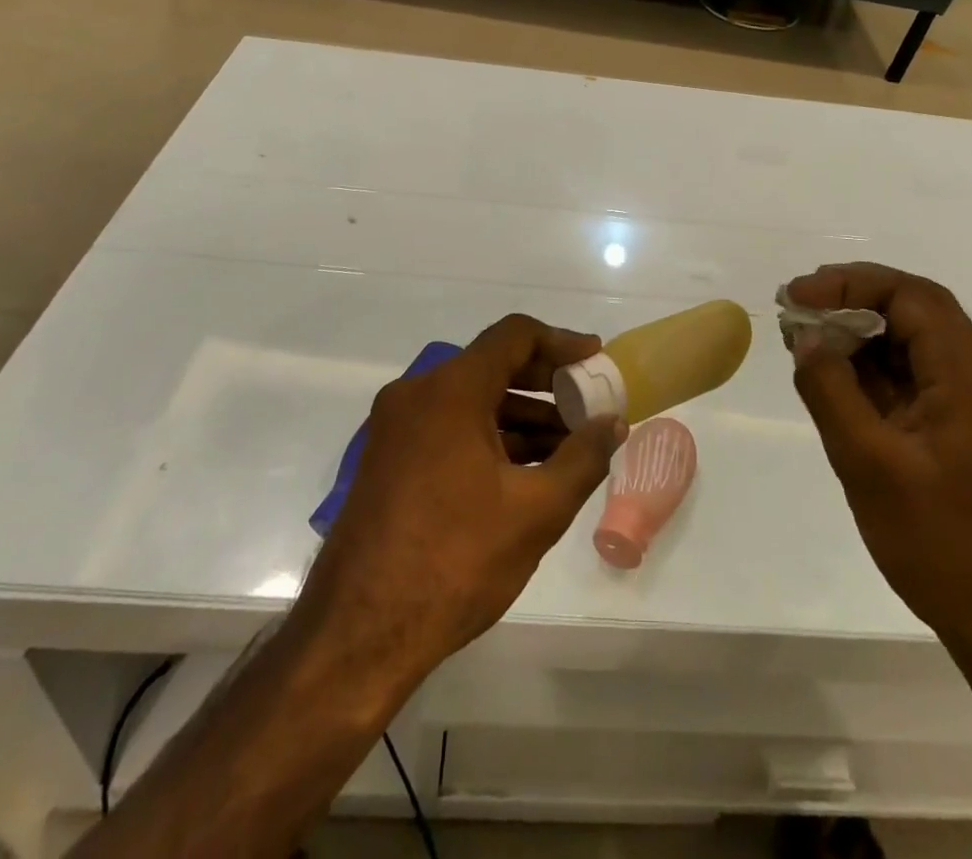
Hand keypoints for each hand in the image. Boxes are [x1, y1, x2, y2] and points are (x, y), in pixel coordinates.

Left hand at [298, 316, 627, 685]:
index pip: (514, 336)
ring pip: (470, 399)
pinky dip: (489, 436)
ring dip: (520, 414)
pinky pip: (448, 426)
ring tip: (567, 446)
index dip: (561, 342)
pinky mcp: (387, 459)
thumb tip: (614, 423)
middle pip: (491, 364)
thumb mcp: (536, 510)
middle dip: (545, 383)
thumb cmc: (455, 561)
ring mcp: (395, 427)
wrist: (358, 635)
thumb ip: (583, 458)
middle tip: (587, 404)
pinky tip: (524, 470)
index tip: (595, 359)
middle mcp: (416, 394)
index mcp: (449, 391)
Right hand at [786, 264, 971, 645]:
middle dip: (853, 297)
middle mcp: (971, 381)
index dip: (851, 284)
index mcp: (965, 378)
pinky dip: (867, 367)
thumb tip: (806, 338)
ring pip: (910, 343)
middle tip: (799, 304)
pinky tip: (830, 376)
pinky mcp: (952, 434)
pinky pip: (907, 379)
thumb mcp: (868, 463)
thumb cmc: (940, 543)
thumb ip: (830, 391)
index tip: (799, 296)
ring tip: (804, 335)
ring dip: (858, 330)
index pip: (911, 298)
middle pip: (915, 311)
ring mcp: (964, 409)